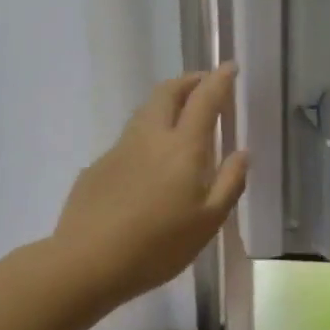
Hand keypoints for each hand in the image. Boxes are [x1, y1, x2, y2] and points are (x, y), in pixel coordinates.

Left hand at [54, 66, 247, 307]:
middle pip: (167, 93)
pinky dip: (148, 135)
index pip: (204, 100)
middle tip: (204, 85)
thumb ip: (230, 183)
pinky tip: (151, 164)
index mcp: (183, 148)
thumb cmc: (159, 245)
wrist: (88, 262)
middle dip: (188, 81)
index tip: (230, 67)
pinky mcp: (98, 167)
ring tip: (182, 117)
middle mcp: (150, 138)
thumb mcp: (208, 221)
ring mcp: (119, 150)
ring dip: (166, 103)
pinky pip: (129, 140)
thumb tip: (242, 152)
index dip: (219, 80)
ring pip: (145, 113)